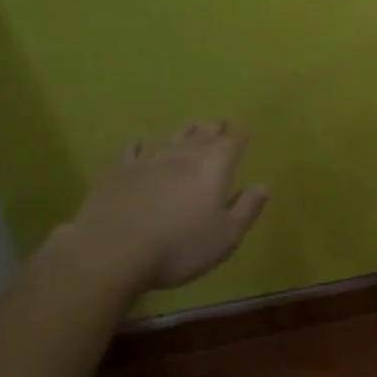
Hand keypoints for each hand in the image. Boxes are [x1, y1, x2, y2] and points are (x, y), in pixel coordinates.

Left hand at [63, 122, 269, 292]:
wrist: (113, 251)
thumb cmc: (180, 246)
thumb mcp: (226, 236)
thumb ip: (247, 208)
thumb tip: (263, 184)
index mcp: (212, 168)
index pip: (232, 142)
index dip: (240, 137)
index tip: (245, 133)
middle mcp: (182, 155)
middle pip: (202, 134)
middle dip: (213, 128)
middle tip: (219, 124)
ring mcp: (148, 160)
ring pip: (171, 137)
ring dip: (184, 131)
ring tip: (191, 127)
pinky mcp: (119, 171)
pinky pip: (133, 150)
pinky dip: (142, 145)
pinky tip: (140, 144)